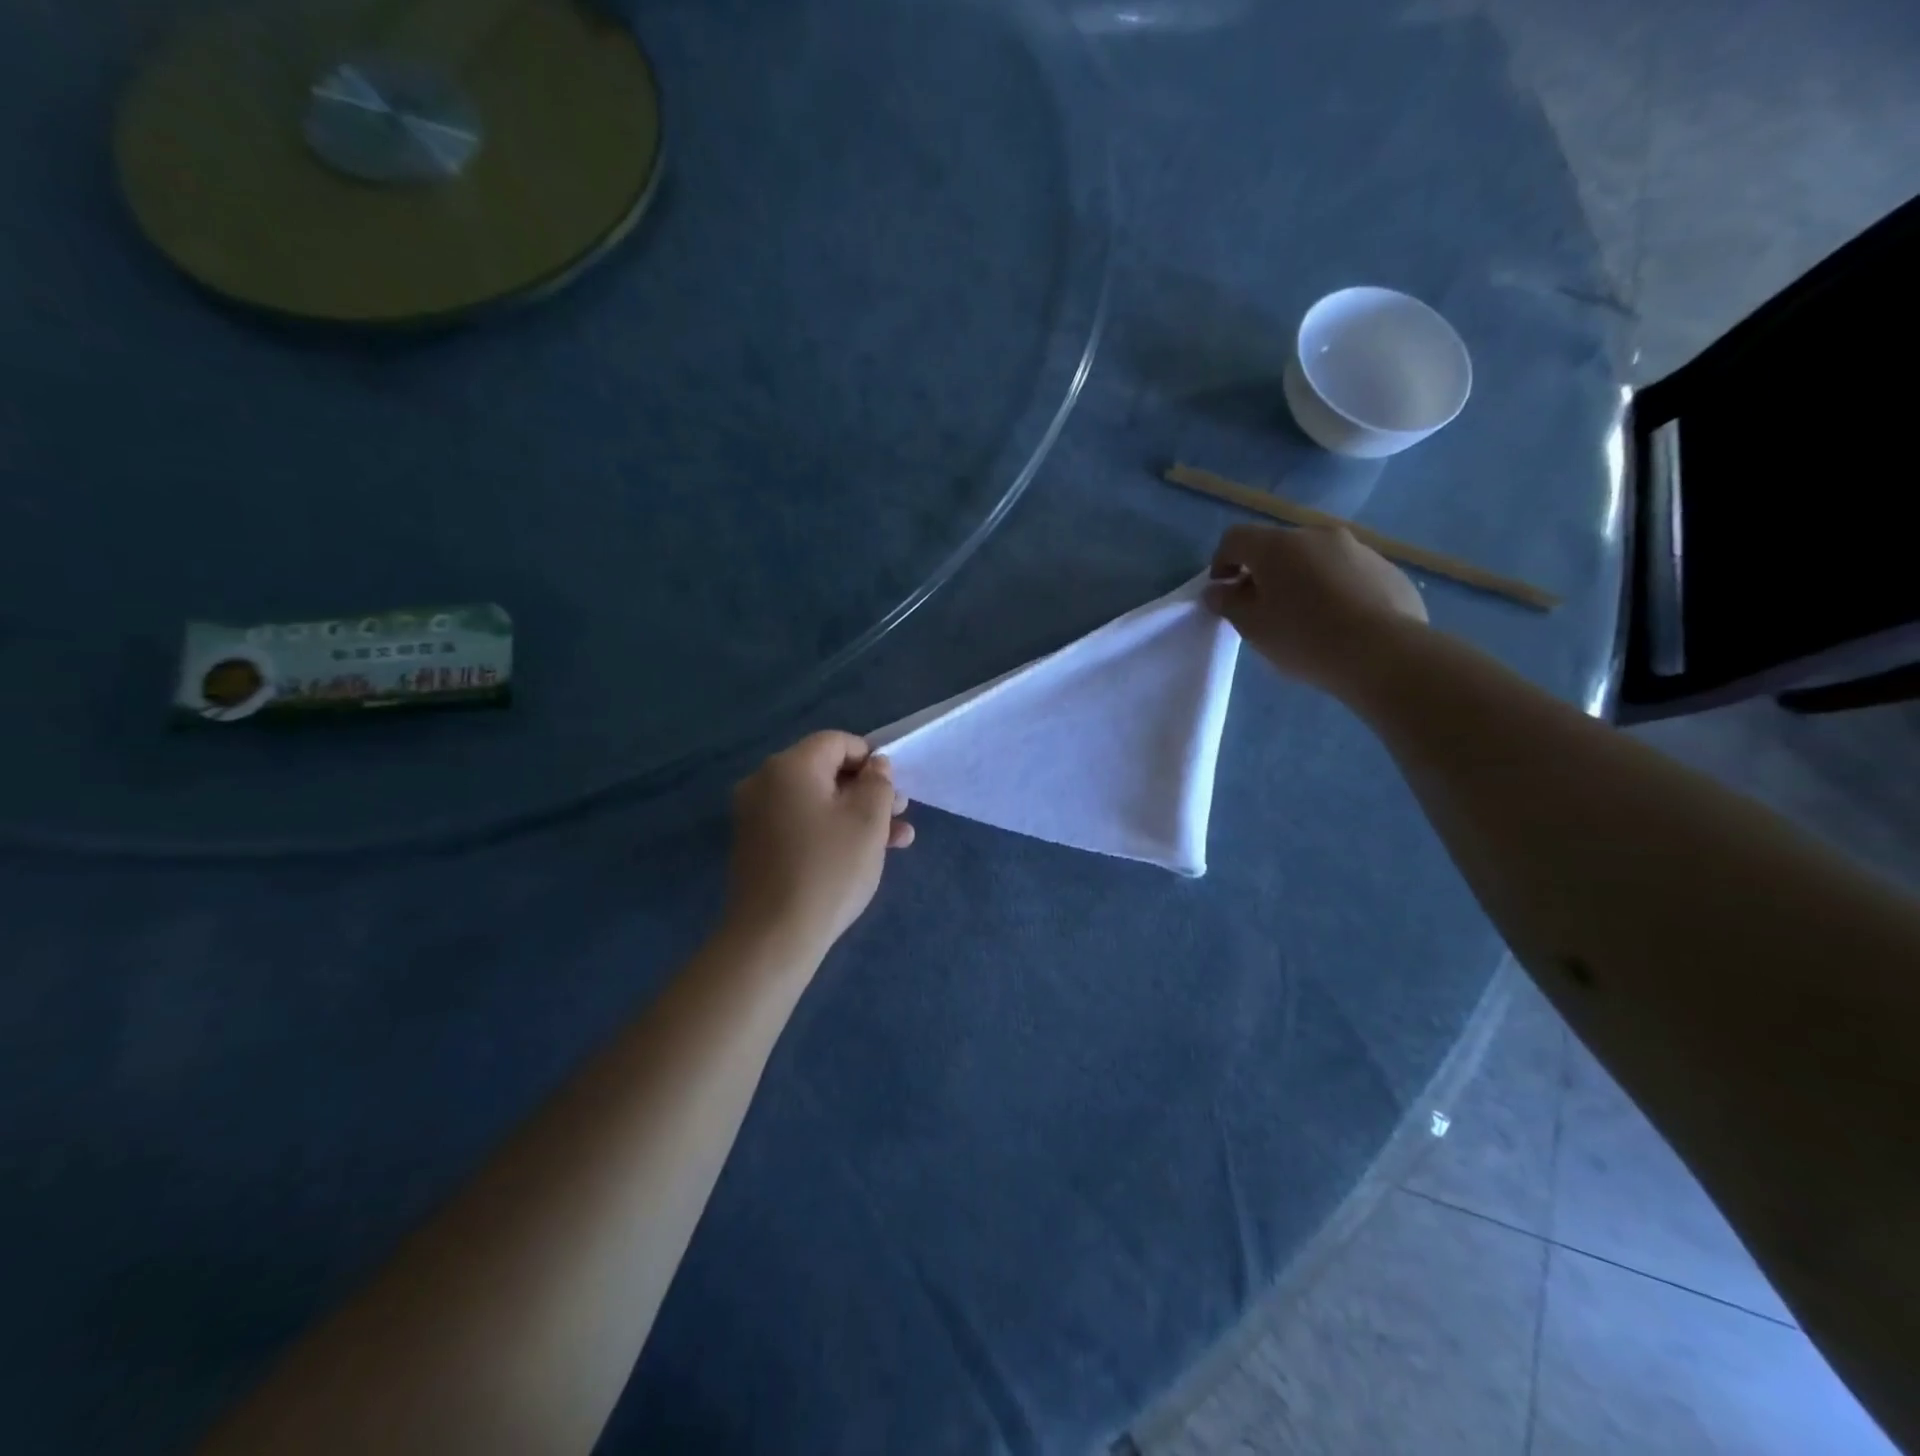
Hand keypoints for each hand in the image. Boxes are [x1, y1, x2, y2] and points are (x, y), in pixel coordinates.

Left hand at [725, 731, 913, 954]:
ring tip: (896, 842)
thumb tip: (875, 766)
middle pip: (825, 772)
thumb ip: (878, 784)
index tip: (895, 788)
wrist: (773, 936)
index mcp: (789, 766)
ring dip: (855, 815)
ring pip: (815, 802)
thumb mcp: (868, 821)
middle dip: (867, 791)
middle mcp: (763, 782)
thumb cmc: (829, 869)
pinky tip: (860, 855)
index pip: (837, 742)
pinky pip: (798, 823)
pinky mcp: (754, 846)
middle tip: (901, 814)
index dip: (871, 759)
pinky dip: (829, 831)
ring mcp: (754, 815)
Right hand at [1203, 524, 1427, 695]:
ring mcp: (1358, 548)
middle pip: (1278, 547)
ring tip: (1305, 618)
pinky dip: (1335, 589)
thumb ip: (1228, 604)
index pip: (1236, 538)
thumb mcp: (1253, 628)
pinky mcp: (1387, 568)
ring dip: (1302, 579)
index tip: (1223, 591)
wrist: (1384, 654)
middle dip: (1264, 572)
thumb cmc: (1304, 639)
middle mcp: (1317, 535)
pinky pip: (1348, 573)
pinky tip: (1340, 622)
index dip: (1221, 562)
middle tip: (1262, 609)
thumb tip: (1217, 591)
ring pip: (1316, 558)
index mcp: (1278, 546)